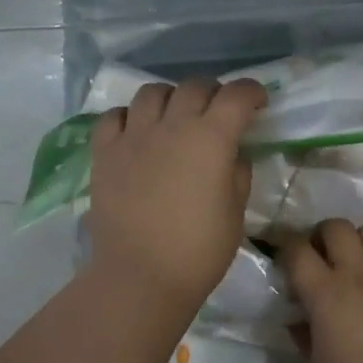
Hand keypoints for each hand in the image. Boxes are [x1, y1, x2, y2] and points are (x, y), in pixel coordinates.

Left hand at [87, 78, 266, 311]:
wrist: (140, 277)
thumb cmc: (198, 251)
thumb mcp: (235, 212)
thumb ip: (237, 174)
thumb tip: (233, 155)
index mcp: (211, 139)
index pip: (236, 95)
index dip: (252, 92)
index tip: (258, 103)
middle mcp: (171, 126)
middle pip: (195, 86)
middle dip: (214, 93)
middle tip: (219, 113)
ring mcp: (133, 136)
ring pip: (152, 92)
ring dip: (171, 98)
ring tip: (175, 117)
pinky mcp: (104, 153)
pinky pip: (114, 116)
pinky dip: (129, 116)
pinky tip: (137, 132)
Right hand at [280, 219, 362, 362]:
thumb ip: (304, 335)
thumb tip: (298, 320)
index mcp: (324, 293)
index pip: (297, 250)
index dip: (286, 247)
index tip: (285, 259)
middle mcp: (356, 273)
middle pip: (336, 226)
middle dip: (323, 234)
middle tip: (322, 255)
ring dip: (359, 239)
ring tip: (357, 258)